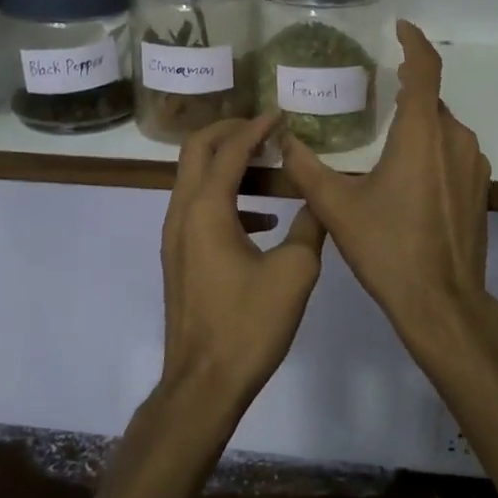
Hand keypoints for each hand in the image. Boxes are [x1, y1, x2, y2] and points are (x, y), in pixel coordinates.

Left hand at [160, 114, 326, 412]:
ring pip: (196, 181)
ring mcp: (176, 237)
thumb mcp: (295, 271)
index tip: (281, 114)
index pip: (229, 150)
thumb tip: (321, 200)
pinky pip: (200, 210)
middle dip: (230, 133)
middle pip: (197, 152)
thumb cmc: (249, 324)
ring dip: (229, 166)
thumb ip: (310, 226)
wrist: (205, 382)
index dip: (256, 128)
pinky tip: (264, 220)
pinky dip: (228, 199)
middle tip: (265, 130)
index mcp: (206, 210)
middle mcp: (182, 214)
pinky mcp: (181, 258)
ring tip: (272, 170)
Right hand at [279, 22, 497, 371]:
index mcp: (422, 134)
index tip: (400, 27)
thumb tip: (284, 139)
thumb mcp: (337, 208)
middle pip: (431, 100)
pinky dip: (431, 148)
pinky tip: (407, 175)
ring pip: (443, 128)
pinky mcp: (480, 189)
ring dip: (418, 124)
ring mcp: (473, 164)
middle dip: (407, 91)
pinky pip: (454, 152)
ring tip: (385, 138)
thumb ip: (307, 168)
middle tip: (376, 92)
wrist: (442, 302)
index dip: (414, 42)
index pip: (425, 69)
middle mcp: (455, 139)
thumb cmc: (388, 249)